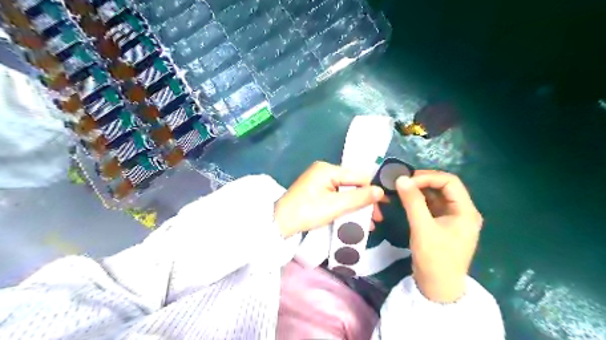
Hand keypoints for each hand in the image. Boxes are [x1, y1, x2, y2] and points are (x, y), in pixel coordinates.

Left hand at [274, 162, 381, 238]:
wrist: (280, 223)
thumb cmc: (308, 212)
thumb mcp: (335, 206)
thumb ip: (359, 197)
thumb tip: (380, 191)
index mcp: (328, 169)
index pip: (358, 176)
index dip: (372, 190)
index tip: (384, 205)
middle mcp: (324, 171)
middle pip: (352, 184)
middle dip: (365, 201)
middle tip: (376, 218)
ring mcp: (319, 181)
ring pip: (345, 191)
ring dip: (357, 206)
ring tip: (368, 224)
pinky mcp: (316, 191)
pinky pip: (336, 196)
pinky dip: (346, 207)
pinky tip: (354, 219)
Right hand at [399, 170, 483, 302]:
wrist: (437, 288)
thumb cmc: (435, 259)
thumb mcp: (422, 228)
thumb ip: (412, 202)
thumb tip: (401, 178)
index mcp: (466, 211)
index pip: (450, 182)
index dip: (428, 177)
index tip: (407, 180)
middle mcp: (463, 211)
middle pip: (444, 187)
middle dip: (423, 181)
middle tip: (403, 182)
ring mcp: (453, 218)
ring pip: (437, 195)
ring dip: (420, 190)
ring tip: (402, 188)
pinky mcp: (443, 224)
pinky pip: (432, 205)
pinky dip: (419, 200)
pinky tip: (407, 199)